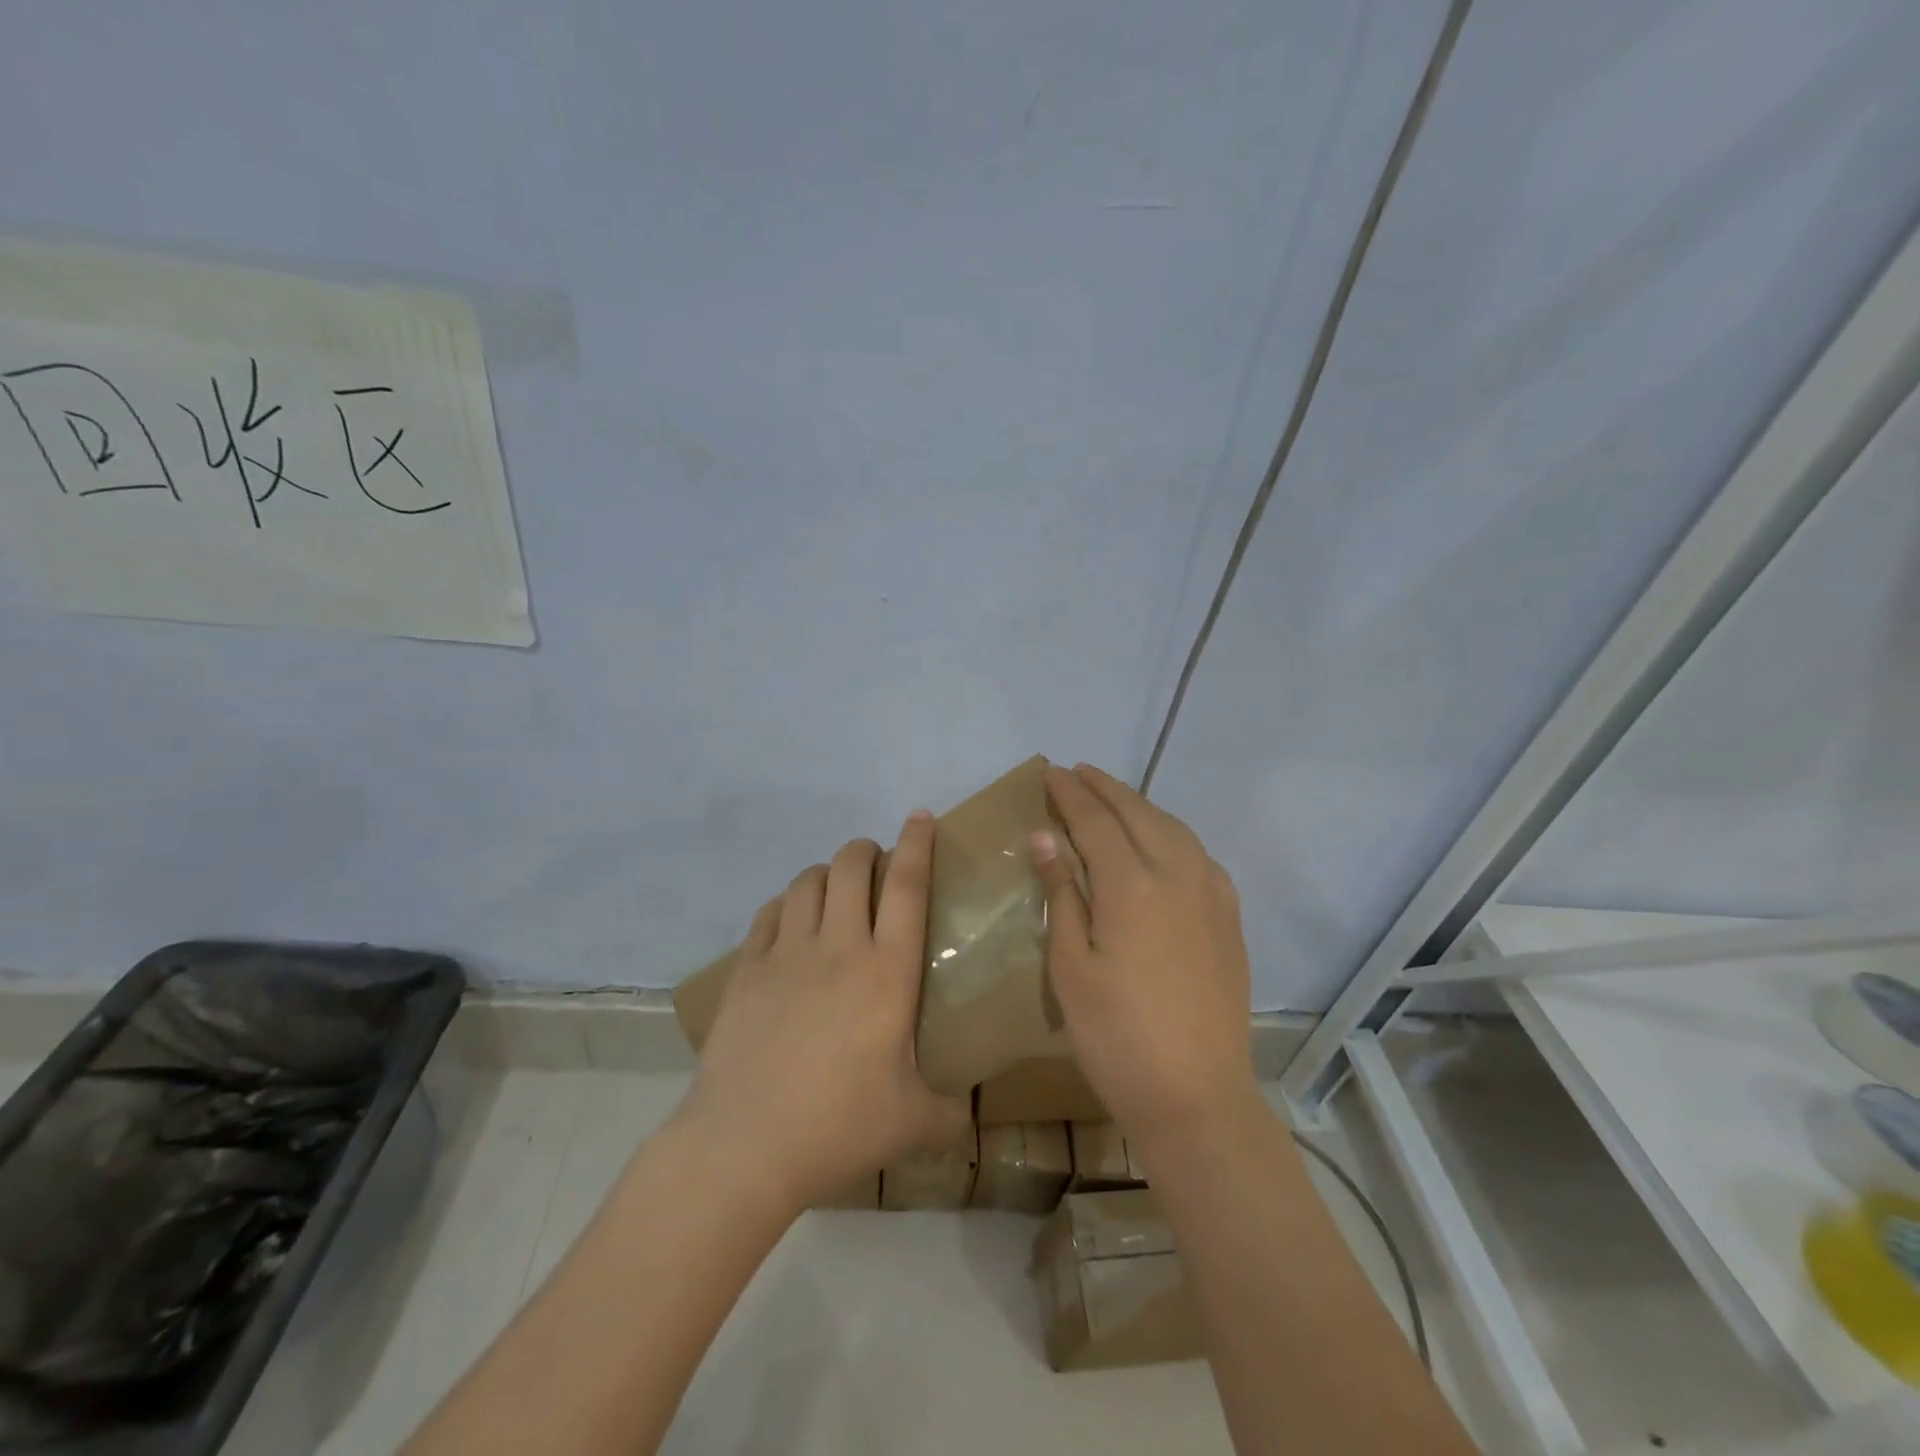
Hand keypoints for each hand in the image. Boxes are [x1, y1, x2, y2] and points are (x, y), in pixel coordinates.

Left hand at [679, 811, 971, 1214]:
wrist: (744, 1146)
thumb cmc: (839, 1126)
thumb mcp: (914, 1124)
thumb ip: (950, 1112)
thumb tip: (965, 1112)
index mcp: (886, 971)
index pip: (906, 886)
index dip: (916, 844)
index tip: (920, 817)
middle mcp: (837, 947)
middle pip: (850, 867)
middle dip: (865, 851)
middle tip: (876, 865)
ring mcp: (786, 954)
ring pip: (807, 882)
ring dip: (825, 873)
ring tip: (834, 890)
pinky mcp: (746, 969)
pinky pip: (769, 914)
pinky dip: (786, 904)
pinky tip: (790, 920)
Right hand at [1030, 764, 1258, 1147]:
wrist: (1197, 1098)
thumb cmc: (1117, 1037)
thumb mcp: (1071, 967)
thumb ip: (1062, 893)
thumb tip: (1045, 836)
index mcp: (1132, 886)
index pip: (1095, 821)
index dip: (1070, 794)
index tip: (1050, 773)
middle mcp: (1178, 875)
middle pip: (1138, 814)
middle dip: (1105, 788)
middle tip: (1077, 773)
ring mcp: (1211, 894)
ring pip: (1173, 828)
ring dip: (1139, 805)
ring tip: (1112, 798)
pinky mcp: (1229, 916)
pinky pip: (1197, 854)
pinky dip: (1171, 832)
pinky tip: (1160, 841)